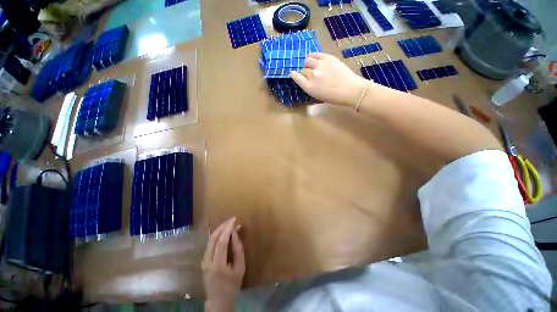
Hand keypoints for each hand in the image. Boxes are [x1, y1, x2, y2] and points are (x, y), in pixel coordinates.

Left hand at [202, 217, 244, 311]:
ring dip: (218, 232)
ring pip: (209, 241)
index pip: (221, 242)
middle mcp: (207, 260)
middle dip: (222, 227)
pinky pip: (209, 246)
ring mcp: (203, 260)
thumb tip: (235, 236)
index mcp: (218, 264)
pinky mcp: (202, 261)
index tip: (234, 220)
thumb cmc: (232, 286)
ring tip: (228, 225)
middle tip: (231, 220)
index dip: (227, 229)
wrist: (218, 298)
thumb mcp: (240, 270)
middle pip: (213, 239)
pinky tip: (222, 236)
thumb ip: (238, 252)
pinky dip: (216, 239)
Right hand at [290, 52, 370, 107]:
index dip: (295, 75)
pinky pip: (315, 54)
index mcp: (310, 87)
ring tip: (311, 63)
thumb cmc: (337, 96)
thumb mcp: (319, 96)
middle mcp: (313, 75)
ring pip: (308, 60)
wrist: (353, 90)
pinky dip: (313, 56)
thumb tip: (299, 76)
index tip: (294, 73)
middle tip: (309, 71)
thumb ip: (308, 86)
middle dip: (305, 70)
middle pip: (303, 68)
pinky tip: (315, 58)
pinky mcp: (327, 58)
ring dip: (308, 62)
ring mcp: (320, 65)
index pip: (297, 77)